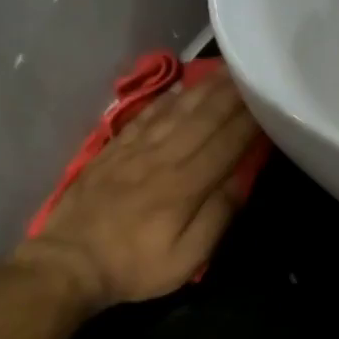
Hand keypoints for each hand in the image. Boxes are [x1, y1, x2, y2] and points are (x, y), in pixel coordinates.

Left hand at [20, 67, 261, 309]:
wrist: (69, 262)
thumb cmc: (134, 267)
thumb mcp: (185, 259)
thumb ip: (215, 217)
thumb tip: (240, 179)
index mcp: (184, 186)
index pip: (226, 144)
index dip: (250, 121)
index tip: (269, 101)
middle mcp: (162, 158)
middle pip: (203, 118)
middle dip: (231, 95)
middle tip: (252, 72)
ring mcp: (134, 150)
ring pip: (175, 111)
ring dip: (203, 89)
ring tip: (224, 71)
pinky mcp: (113, 150)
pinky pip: (145, 116)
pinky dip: (166, 99)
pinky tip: (179, 88)